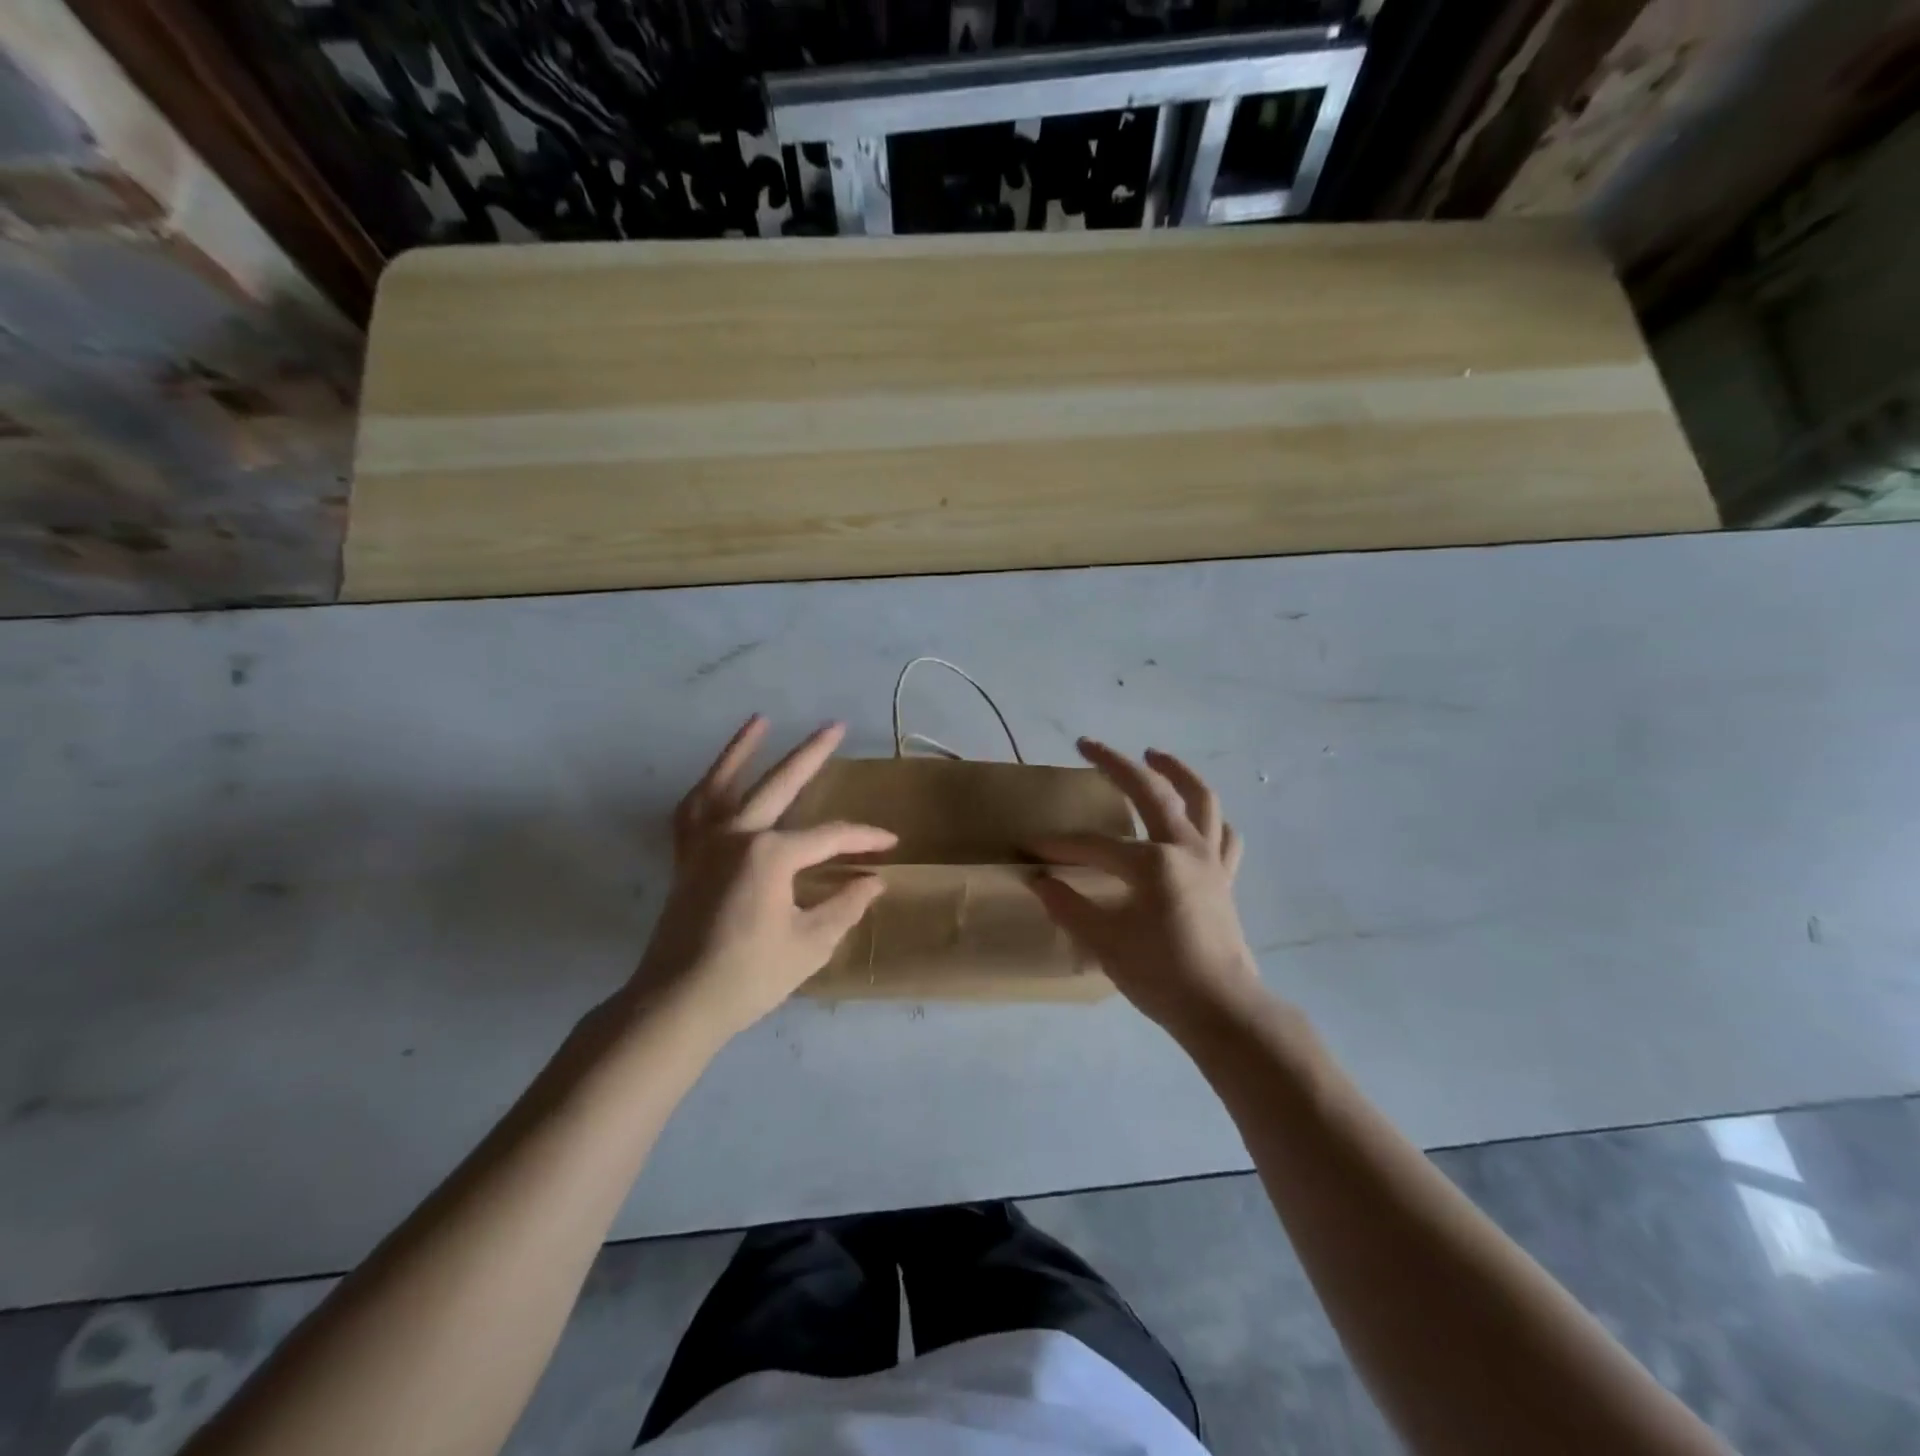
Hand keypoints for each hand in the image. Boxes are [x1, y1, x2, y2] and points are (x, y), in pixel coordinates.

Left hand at [626, 716, 895, 1042]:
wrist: (677, 1003)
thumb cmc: (749, 976)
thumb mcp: (810, 944)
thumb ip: (845, 906)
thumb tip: (873, 882)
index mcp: (770, 854)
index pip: (829, 837)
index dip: (863, 840)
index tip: (889, 846)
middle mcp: (736, 835)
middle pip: (780, 784)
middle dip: (812, 754)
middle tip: (835, 726)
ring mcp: (704, 844)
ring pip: (723, 783)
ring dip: (742, 750)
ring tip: (760, 720)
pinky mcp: (685, 860)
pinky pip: (692, 813)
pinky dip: (705, 791)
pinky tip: (716, 780)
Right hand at [1031, 740, 1266, 1041]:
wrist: (1222, 1010)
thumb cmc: (1160, 976)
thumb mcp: (1104, 942)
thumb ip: (1069, 906)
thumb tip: (1040, 881)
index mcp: (1152, 863)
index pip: (1094, 846)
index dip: (1059, 846)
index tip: (1032, 848)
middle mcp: (1185, 848)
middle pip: (1150, 792)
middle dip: (1115, 764)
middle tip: (1088, 744)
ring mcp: (1210, 860)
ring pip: (1200, 799)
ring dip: (1176, 771)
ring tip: (1154, 754)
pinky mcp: (1225, 877)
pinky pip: (1223, 835)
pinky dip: (1210, 818)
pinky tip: (1197, 817)